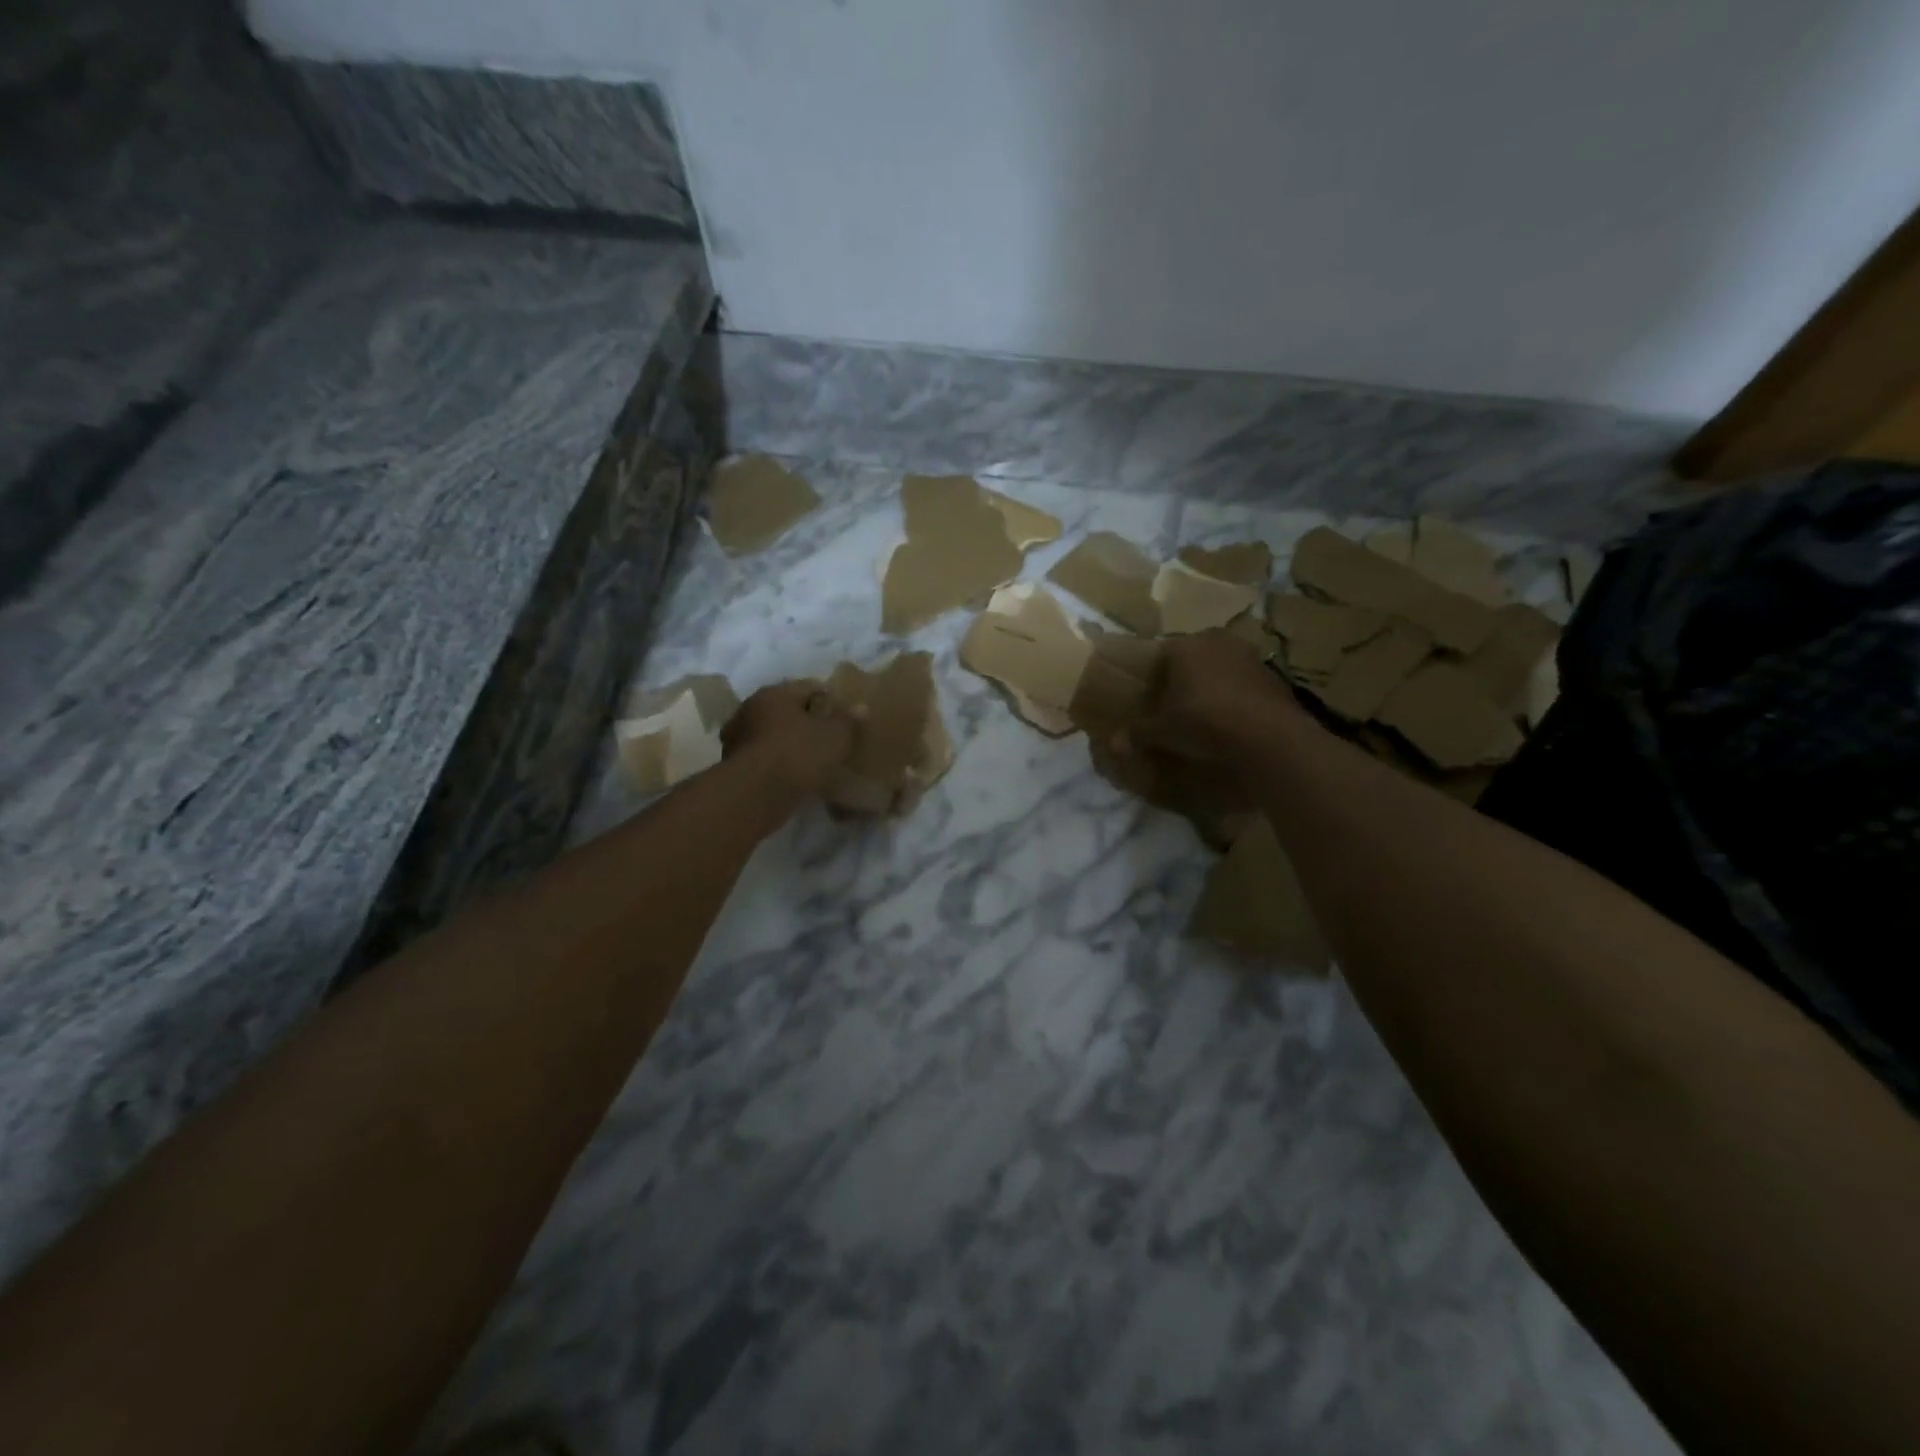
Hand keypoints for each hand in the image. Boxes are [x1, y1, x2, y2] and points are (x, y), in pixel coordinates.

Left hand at [721, 680, 859, 796]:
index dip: (831, 699)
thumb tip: (861, 707)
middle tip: (829, 738)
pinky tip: (794, 776)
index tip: (845, 717)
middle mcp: (751, 708)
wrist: (756, 794)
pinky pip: (765, 758)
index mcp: (776, 693)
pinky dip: (779, 763)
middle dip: (807, 721)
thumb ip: (848, 721)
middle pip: (787, 710)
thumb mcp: (835, 736)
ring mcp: (738, 737)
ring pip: (773, 734)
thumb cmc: (799, 754)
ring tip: (813, 760)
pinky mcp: (734, 765)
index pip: (809, 687)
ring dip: (790, 743)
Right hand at [1122, 630, 1304, 765]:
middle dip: (1183, 678)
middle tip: (1174, 706)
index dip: (1152, 677)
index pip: (1160, 654)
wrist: (1268, 735)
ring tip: (1203, 715)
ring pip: (1219, 668)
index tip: (1149, 698)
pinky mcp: (1272, 676)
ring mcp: (1249, 656)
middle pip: (1192, 658)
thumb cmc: (1204, 721)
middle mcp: (1216, 641)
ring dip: (1211, 687)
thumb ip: (1138, 732)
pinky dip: (1234, 698)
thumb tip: (1113, 742)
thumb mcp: (1163, 731)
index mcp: (1184, 645)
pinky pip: (1242, 684)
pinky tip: (1229, 721)